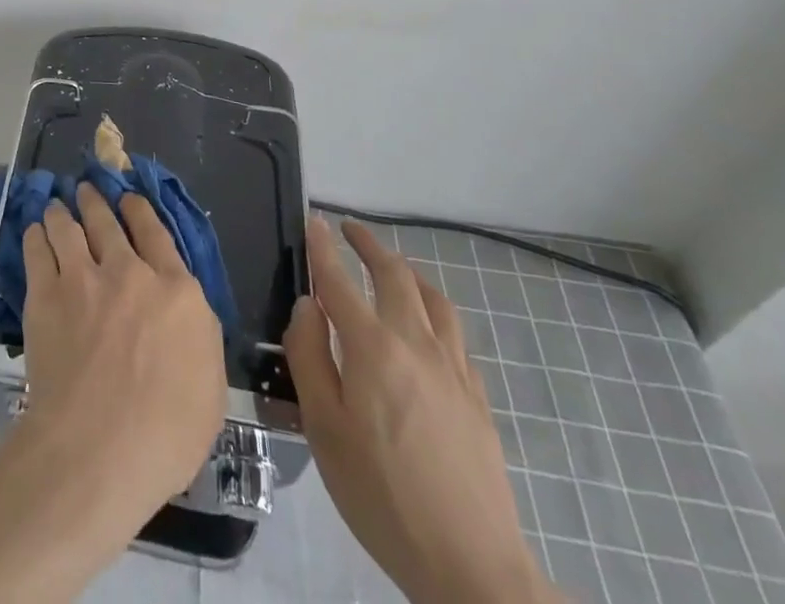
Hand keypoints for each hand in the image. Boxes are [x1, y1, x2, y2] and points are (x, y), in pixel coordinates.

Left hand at [20, 185, 224, 524]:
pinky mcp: (45, 294)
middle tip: (85, 189)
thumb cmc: (166, 432)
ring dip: (63, 211)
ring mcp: (82, 278)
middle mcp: (129, 271)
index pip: (155, 232)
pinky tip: (34, 232)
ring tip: (56, 206)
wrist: (98, 448)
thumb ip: (198, 335)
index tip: (127, 199)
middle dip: (95, 200)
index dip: (138, 209)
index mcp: (176, 291)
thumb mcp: (210, 384)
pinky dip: (36, 235)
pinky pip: (37, 249)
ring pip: (68, 226)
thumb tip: (183, 313)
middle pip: (107, 221)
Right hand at [286, 216, 556, 603]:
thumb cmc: (380, 494)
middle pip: (395, 275)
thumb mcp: (323, 427)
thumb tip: (307, 305)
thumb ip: (309, 356)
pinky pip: (454, 334)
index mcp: (373, 348)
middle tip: (349, 230)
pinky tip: (426, 328)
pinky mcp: (477, 398)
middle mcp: (416, 344)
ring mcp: (453, 370)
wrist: (471, 565)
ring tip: (391, 268)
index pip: (340, 280)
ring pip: (434, 299)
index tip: (314, 220)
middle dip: (370, 245)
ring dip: (407, 271)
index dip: (324, 247)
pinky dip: (433, 311)